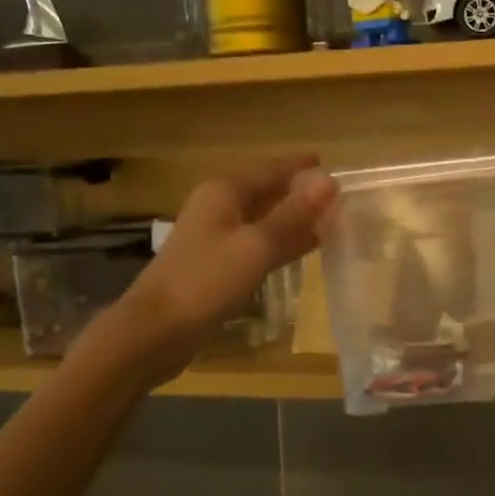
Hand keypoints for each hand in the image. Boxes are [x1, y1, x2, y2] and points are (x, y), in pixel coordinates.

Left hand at [107, 156, 335, 381]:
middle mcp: (219, 208)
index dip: (300, 167)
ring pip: (264, 220)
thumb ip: (294, 214)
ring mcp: (216, 238)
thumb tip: (329, 181)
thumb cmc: (206, 281)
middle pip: (267, 193)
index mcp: (225, 192)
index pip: (271, 169)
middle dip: (301, 194)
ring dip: (294, 220)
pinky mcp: (217, 267)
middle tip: (339, 197)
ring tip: (331, 221)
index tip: (330, 164)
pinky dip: (282, 243)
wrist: (154, 331)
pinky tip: (303, 251)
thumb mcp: (257, 245)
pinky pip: (258, 245)